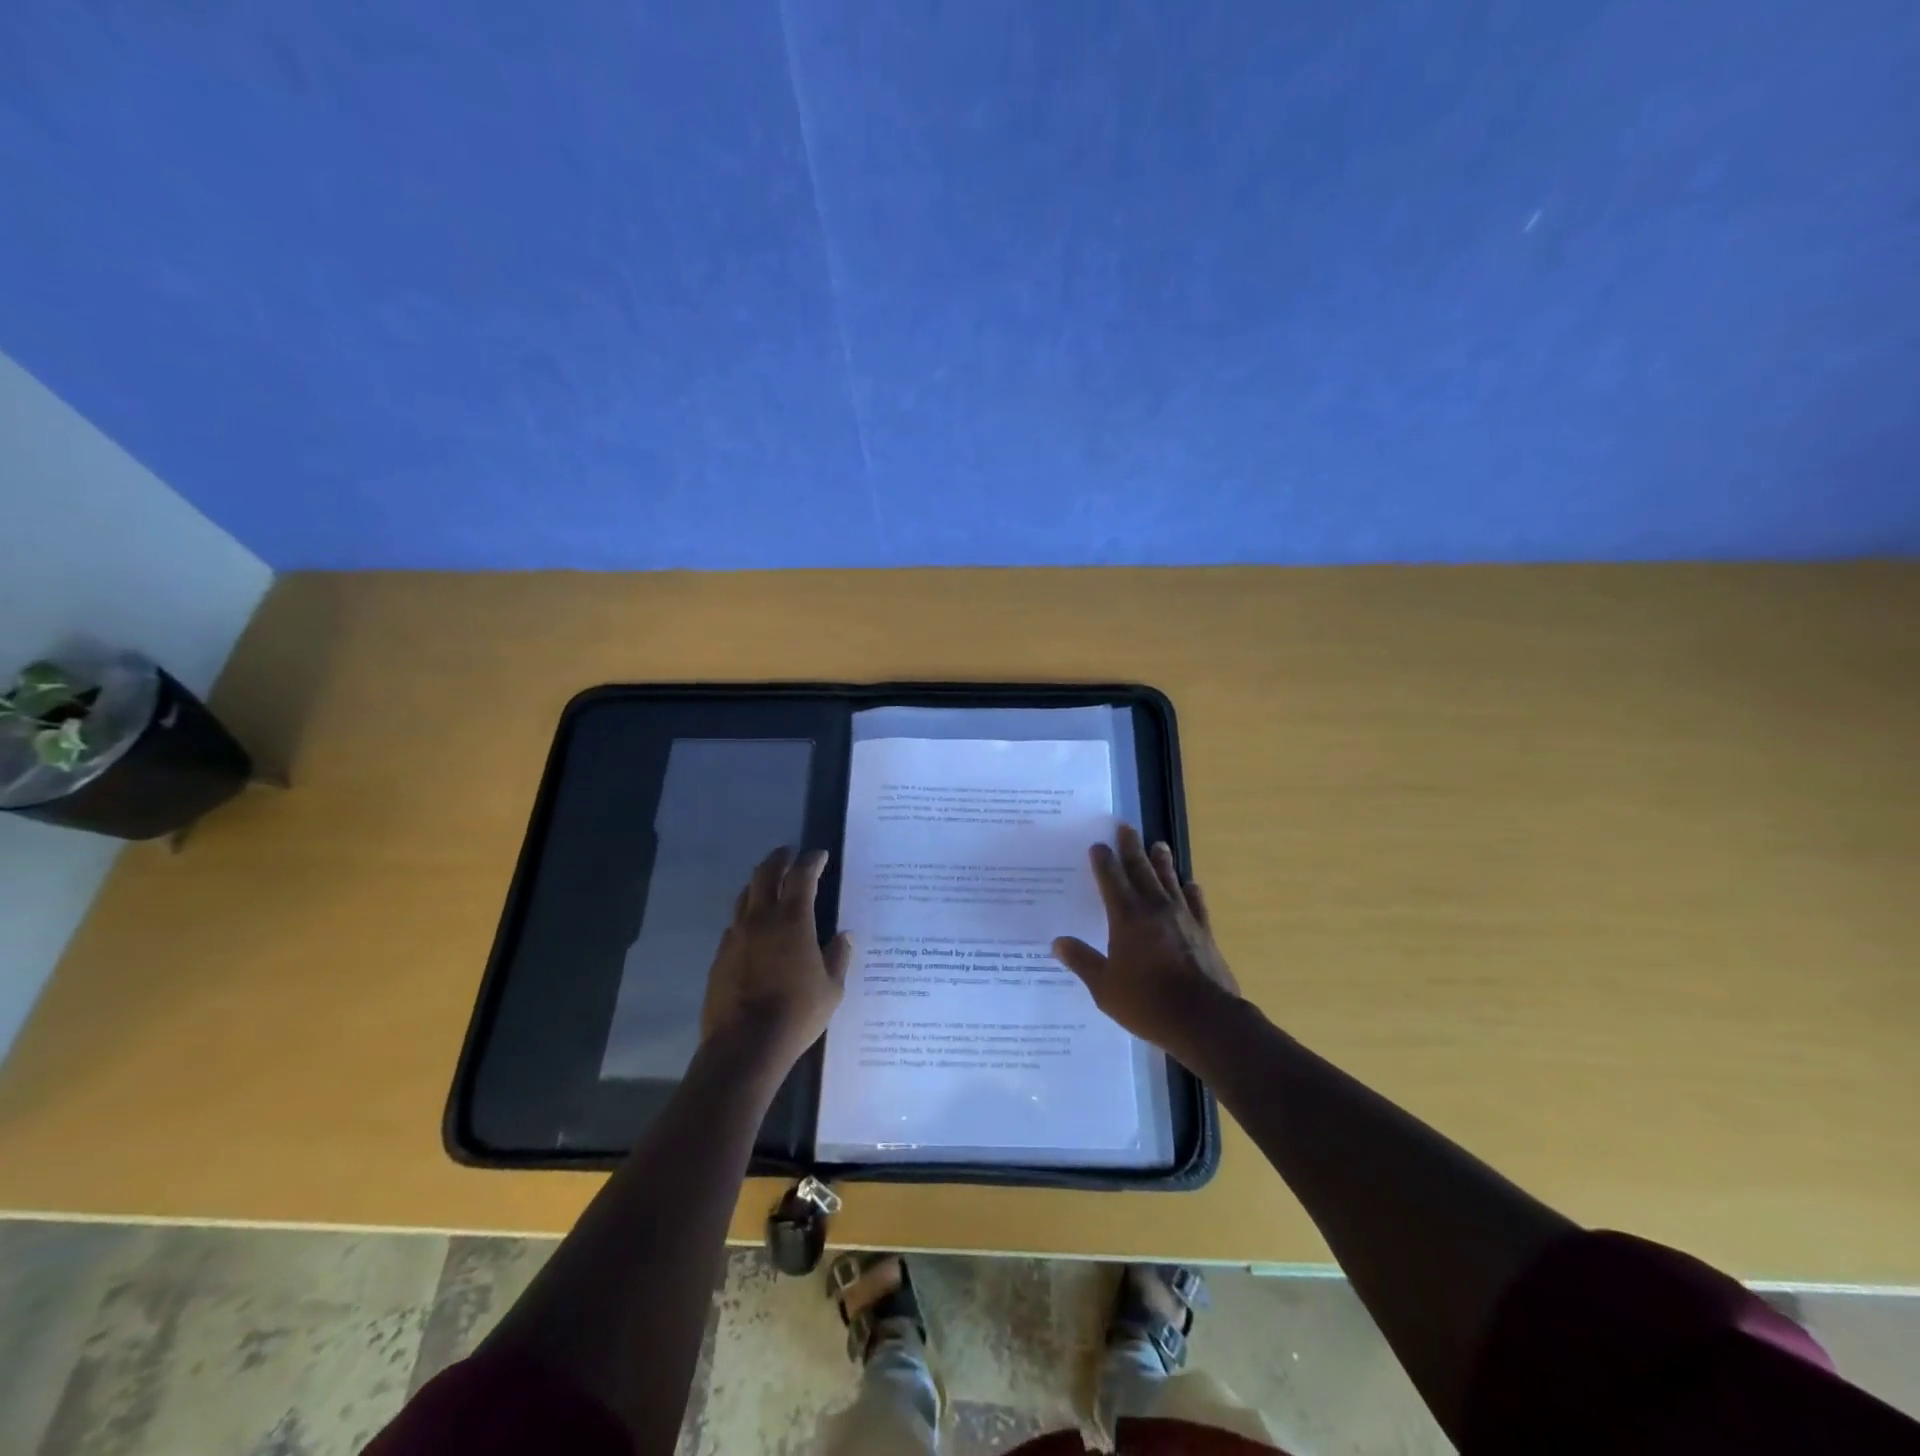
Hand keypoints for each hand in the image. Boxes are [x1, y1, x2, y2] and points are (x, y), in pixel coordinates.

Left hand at [702, 846, 850, 1069]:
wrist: (745, 1045)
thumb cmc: (797, 1013)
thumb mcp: (832, 988)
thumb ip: (838, 957)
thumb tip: (844, 936)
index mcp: (793, 920)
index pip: (802, 876)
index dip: (812, 861)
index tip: (820, 855)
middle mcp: (762, 918)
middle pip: (766, 874)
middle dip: (779, 859)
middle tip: (789, 853)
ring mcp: (737, 935)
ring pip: (745, 895)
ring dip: (759, 883)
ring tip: (770, 883)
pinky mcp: (720, 955)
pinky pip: (735, 923)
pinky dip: (747, 915)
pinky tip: (754, 927)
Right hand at [1051, 824, 1240, 1065]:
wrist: (1204, 1018)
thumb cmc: (1147, 1003)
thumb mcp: (1104, 987)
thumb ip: (1082, 961)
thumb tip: (1058, 943)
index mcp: (1126, 917)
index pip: (1111, 879)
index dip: (1103, 861)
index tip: (1098, 845)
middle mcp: (1154, 908)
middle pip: (1140, 869)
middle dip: (1131, 847)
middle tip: (1126, 827)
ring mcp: (1183, 918)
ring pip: (1169, 880)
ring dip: (1162, 861)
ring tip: (1158, 844)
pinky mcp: (1204, 931)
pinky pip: (1196, 903)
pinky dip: (1191, 891)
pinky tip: (1191, 885)